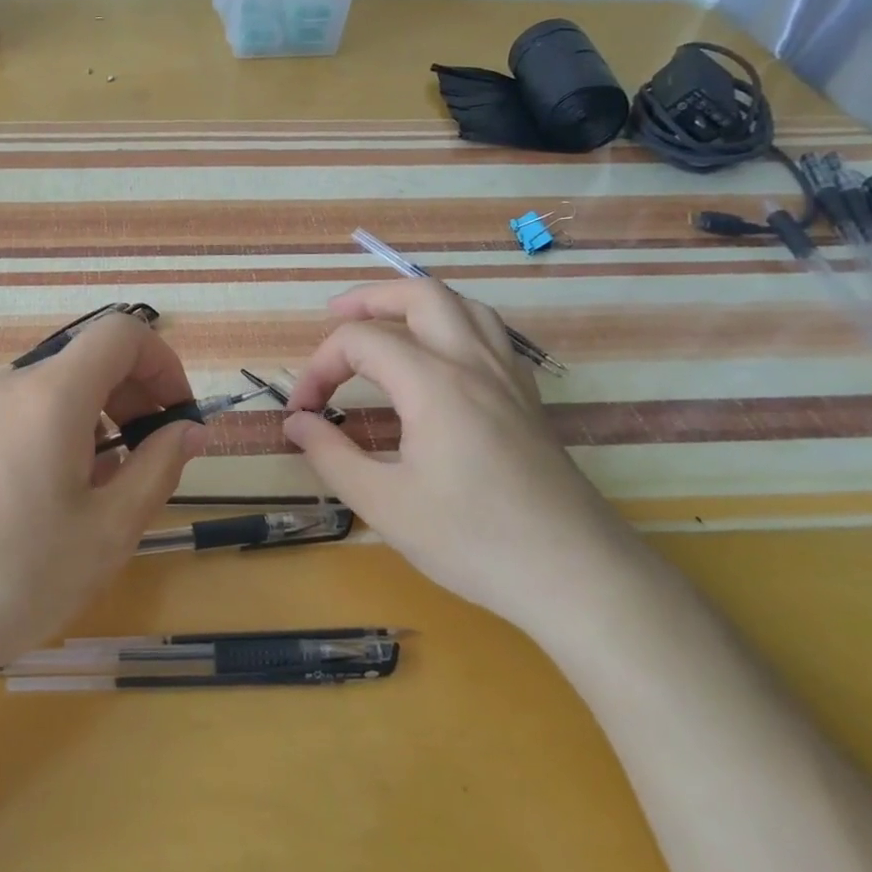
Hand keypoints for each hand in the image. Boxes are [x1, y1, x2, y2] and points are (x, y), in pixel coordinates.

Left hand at [0, 312, 206, 694]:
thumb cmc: (17, 576)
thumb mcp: (108, 530)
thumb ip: (159, 468)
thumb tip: (191, 430)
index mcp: (51, 394)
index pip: (121, 334)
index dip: (163, 362)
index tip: (179, 416)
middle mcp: (10, 387)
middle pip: (88, 361)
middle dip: (135, 396)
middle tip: (152, 458)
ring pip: (57, 391)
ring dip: (100, 420)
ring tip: (108, 486)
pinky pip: (24, 415)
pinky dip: (61, 434)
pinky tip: (59, 496)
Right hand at [283, 280, 639, 632]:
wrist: (576, 576)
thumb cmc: (472, 540)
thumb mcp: (383, 503)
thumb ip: (330, 454)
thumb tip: (296, 421)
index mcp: (434, 383)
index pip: (361, 342)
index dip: (319, 368)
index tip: (303, 413)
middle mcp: (473, 364)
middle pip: (421, 295)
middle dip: (370, 298)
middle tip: (334, 315)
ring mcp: (509, 378)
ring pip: (464, 307)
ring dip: (417, 304)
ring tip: (386, 324)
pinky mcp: (528, 400)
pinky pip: (491, 335)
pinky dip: (455, 326)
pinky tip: (442, 359)